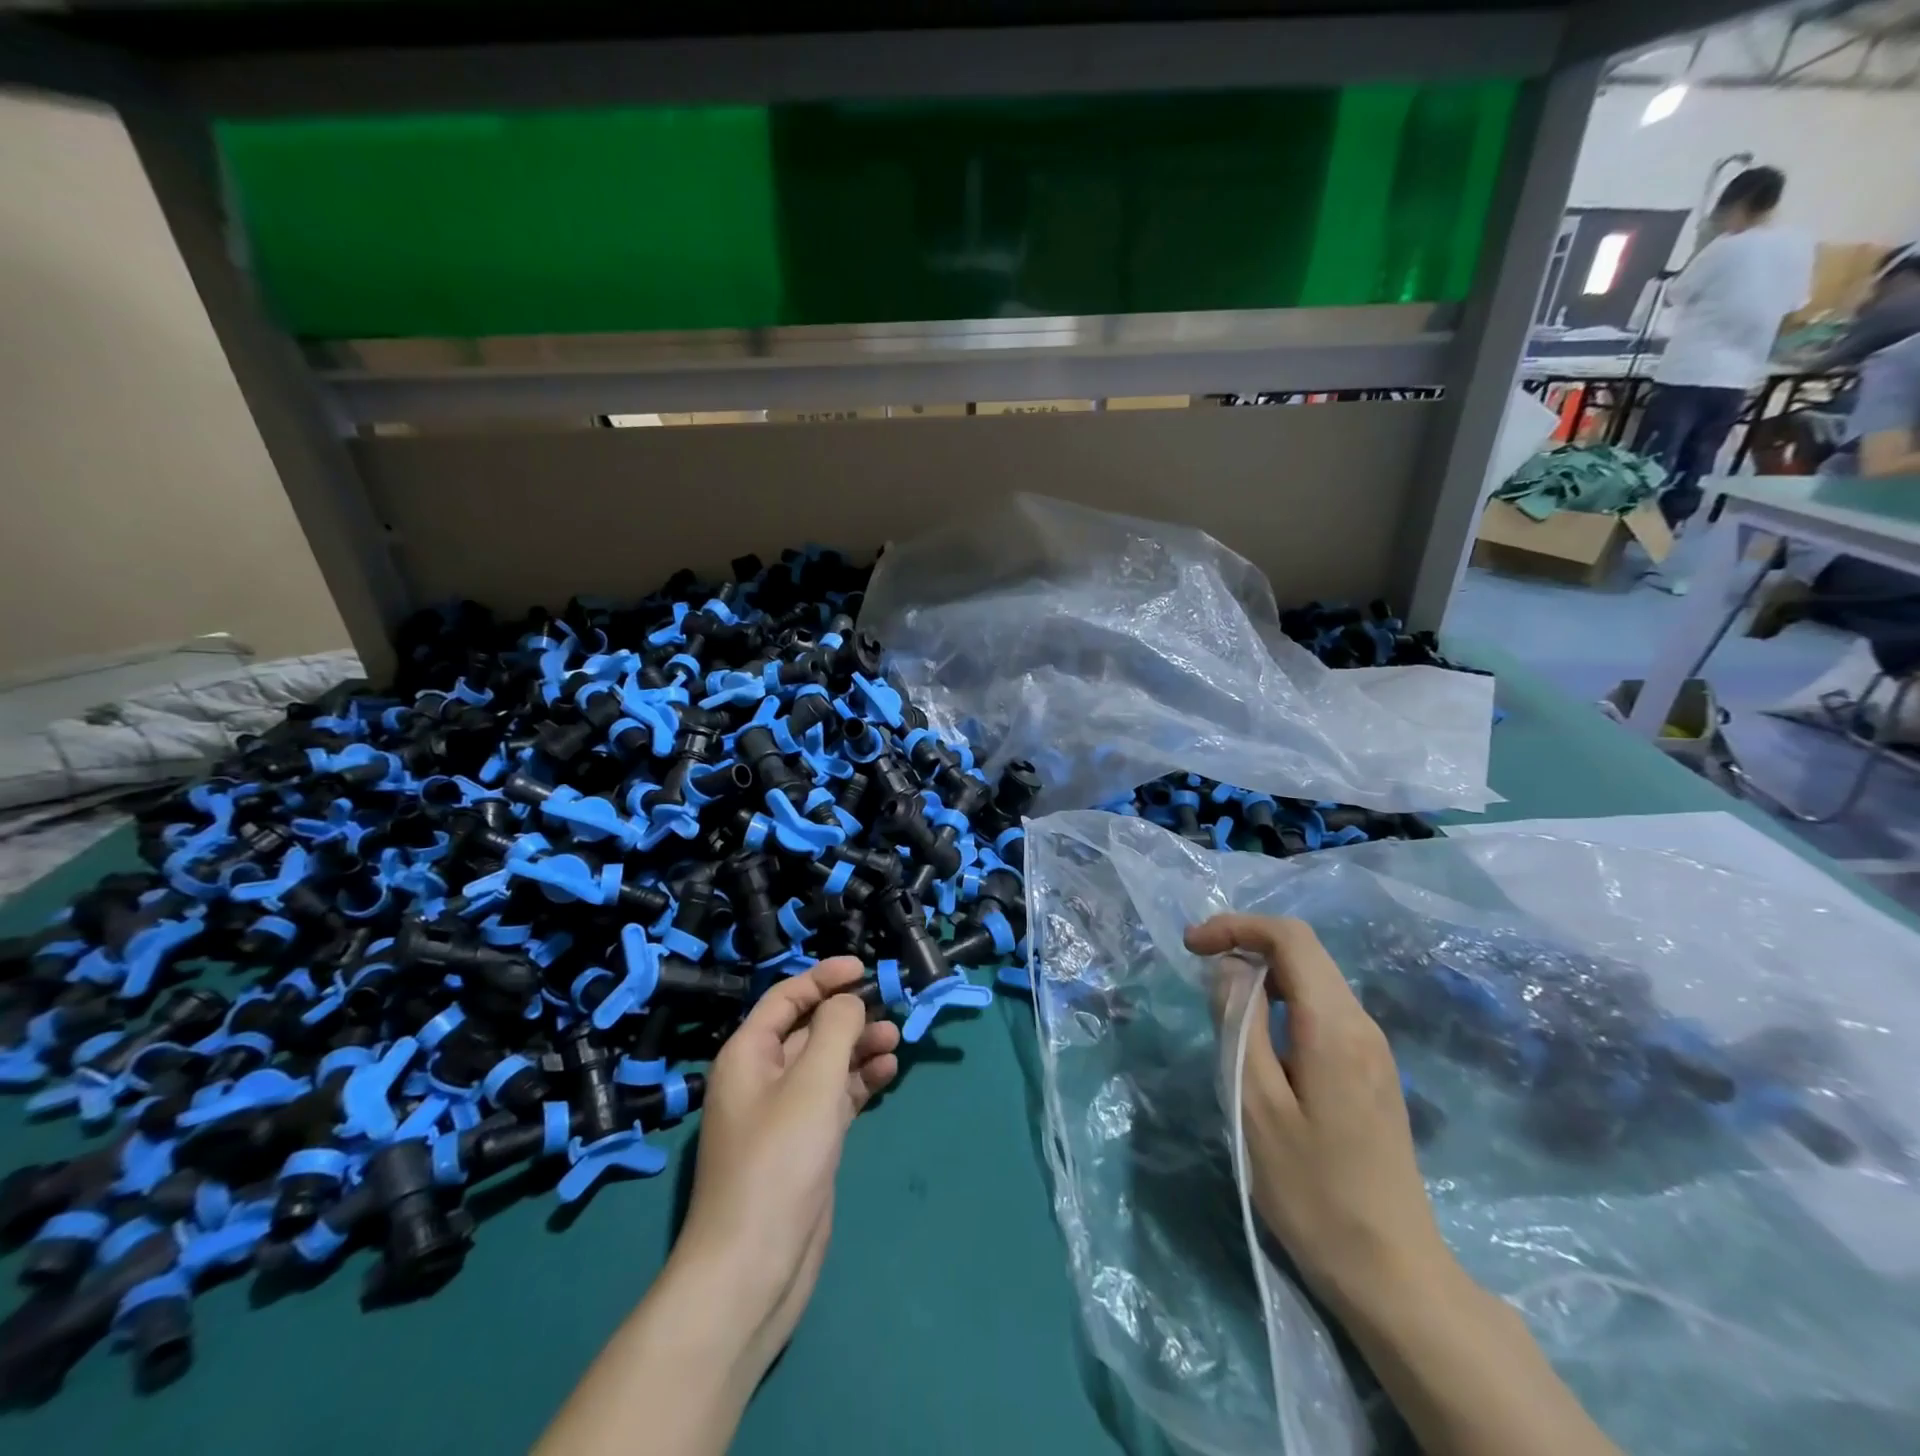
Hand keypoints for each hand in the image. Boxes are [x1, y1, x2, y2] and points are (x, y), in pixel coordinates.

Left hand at [536, 959, 899, 1455]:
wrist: (753, 1266)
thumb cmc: (779, 1160)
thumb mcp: (812, 1081)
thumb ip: (835, 1028)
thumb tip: (848, 1002)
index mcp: (749, 1054)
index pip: (786, 997)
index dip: (823, 978)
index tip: (863, 969)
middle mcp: (762, 1077)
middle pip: (808, 1029)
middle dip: (847, 1015)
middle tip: (889, 1010)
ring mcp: (783, 1113)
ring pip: (826, 1063)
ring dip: (858, 1047)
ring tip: (895, 1041)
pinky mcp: (804, 1144)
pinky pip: (835, 1097)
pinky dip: (859, 1082)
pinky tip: (886, 1073)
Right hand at [1186, 914, 1451, 1313]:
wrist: (1392, 1273)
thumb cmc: (1312, 1190)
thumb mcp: (1255, 1105)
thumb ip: (1238, 1025)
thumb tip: (1228, 971)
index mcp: (1334, 1026)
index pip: (1290, 938)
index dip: (1236, 927)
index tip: (1192, 946)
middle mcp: (1362, 1025)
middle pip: (1304, 953)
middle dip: (1246, 946)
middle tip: (1198, 970)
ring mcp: (1372, 1050)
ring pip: (1313, 982)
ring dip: (1262, 976)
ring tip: (1221, 1006)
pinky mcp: (1371, 1073)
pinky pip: (1321, 1012)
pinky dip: (1281, 1003)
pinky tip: (1259, 1041)